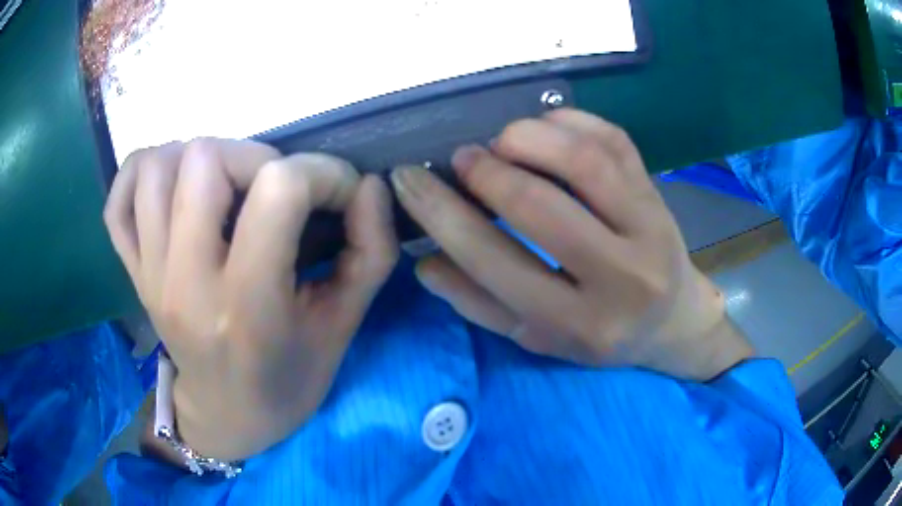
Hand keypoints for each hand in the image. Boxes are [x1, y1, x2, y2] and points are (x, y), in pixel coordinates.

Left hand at [105, 139, 397, 460]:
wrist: (227, 416)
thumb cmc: (289, 379)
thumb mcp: (342, 327)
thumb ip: (371, 253)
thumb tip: (371, 187)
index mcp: (246, 305)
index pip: (278, 190)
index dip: (324, 174)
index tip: (339, 194)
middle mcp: (185, 282)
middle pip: (204, 159)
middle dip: (257, 156)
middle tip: (275, 190)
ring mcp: (149, 274)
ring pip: (156, 165)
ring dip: (199, 159)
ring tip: (226, 186)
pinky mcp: (132, 273)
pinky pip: (117, 201)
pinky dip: (141, 175)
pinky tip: (171, 189)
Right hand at [392, 109, 751, 380]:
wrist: (671, 321)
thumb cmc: (599, 334)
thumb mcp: (536, 336)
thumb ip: (479, 303)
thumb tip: (425, 259)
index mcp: (576, 323)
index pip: (493, 261)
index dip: (440, 213)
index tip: (408, 180)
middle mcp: (619, 277)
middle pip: (538, 205)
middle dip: (484, 172)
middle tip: (461, 158)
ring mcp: (648, 228)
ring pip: (583, 161)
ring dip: (526, 137)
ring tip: (502, 141)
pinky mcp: (658, 194)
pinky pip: (613, 139)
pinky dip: (569, 121)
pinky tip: (545, 128)